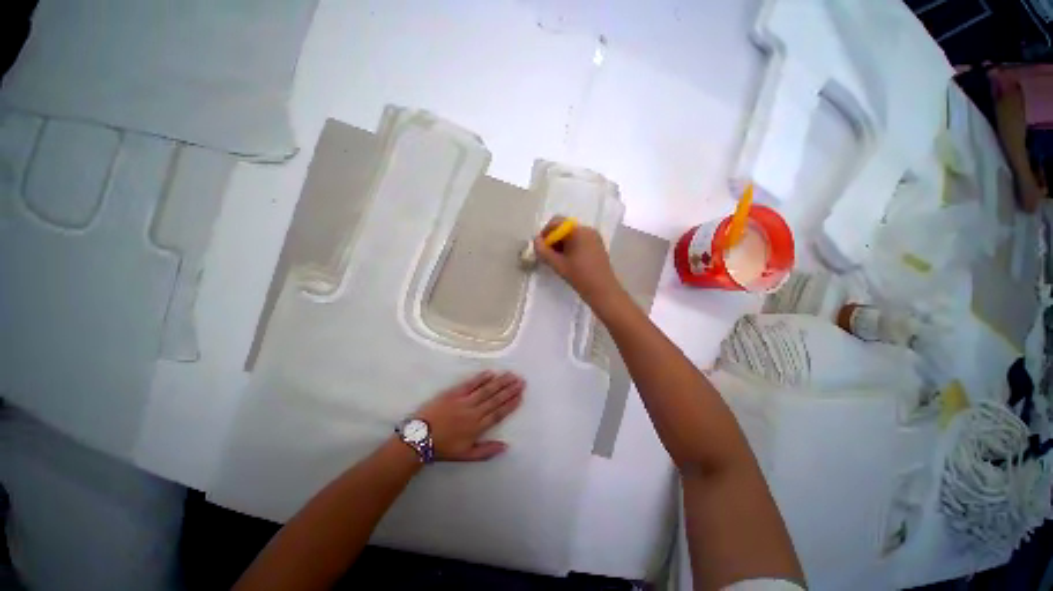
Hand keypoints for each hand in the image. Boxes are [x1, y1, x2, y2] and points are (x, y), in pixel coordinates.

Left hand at [415, 371, 523, 461]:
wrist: (419, 437)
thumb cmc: (443, 447)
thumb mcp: (466, 455)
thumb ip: (486, 451)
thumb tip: (506, 446)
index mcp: (478, 427)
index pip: (499, 413)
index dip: (511, 404)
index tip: (521, 395)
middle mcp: (474, 412)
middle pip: (495, 398)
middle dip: (510, 389)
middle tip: (521, 381)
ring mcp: (464, 400)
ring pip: (486, 389)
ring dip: (500, 382)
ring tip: (511, 375)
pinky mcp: (454, 393)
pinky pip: (470, 384)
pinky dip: (481, 378)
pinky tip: (490, 373)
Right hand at [533, 217, 623, 306]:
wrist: (603, 290)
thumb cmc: (580, 276)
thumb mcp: (558, 264)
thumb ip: (543, 251)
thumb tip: (535, 241)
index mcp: (578, 231)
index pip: (557, 223)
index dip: (545, 233)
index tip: (540, 247)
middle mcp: (588, 230)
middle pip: (565, 228)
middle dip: (553, 239)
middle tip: (547, 255)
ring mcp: (594, 237)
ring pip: (572, 235)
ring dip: (561, 244)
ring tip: (556, 260)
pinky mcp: (598, 246)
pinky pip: (580, 241)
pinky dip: (571, 247)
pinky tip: (568, 261)